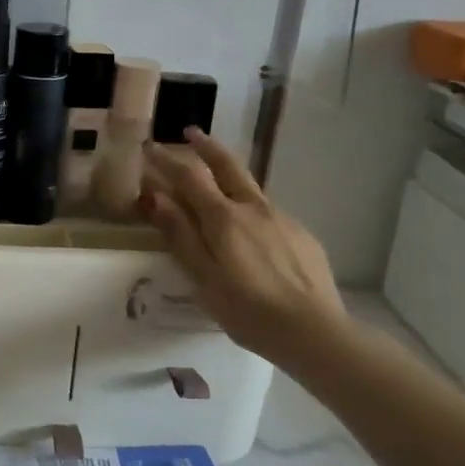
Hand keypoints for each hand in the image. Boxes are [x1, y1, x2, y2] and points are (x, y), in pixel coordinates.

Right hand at [140, 129, 346, 362]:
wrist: (314, 332)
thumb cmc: (247, 310)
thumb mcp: (202, 277)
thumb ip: (180, 234)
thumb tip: (155, 196)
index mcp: (223, 218)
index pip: (189, 177)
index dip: (167, 160)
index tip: (150, 147)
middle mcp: (253, 208)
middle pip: (227, 166)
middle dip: (206, 147)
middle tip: (191, 133)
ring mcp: (282, 219)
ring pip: (250, 188)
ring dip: (229, 175)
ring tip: (217, 181)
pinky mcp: (302, 236)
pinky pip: (269, 212)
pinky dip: (250, 209)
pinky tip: (251, 231)